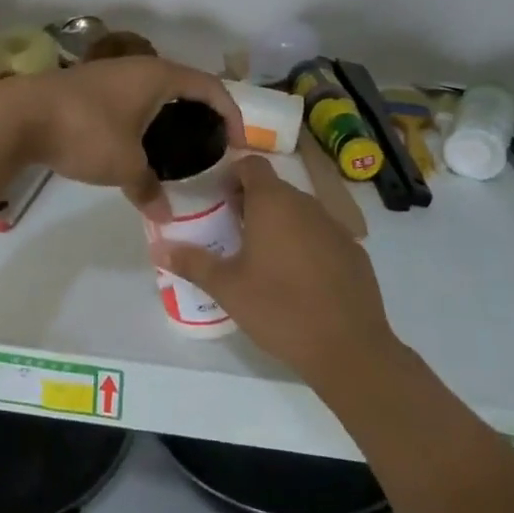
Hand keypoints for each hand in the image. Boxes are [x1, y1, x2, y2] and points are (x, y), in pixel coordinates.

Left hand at [5, 58, 243, 219]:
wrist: (19, 116)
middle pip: (185, 85)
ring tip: (181, 147)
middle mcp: (139, 67)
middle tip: (213, 146)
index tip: (238, 144)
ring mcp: (112, 73)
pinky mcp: (91, 86)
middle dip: (203, 113)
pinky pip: (133, 98)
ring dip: (172, 114)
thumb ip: (148, 188)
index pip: (211, 87)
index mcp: (159, 76)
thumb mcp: (123, 166)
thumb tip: (164, 214)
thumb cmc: (85, 131)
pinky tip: (140, 142)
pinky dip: (146, 116)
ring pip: (156, 91)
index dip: (231, 113)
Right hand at [151, 154, 400, 385]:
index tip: (218, 201)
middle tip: (233, 233)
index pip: (252, 165)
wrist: (349, 348)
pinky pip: (322, 235)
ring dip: (280, 224)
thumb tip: (159, 247)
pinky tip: (299, 280)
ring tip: (263, 259)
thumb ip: (192, 262)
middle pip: (275, 189)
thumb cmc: (280, 309)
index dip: (232, 176)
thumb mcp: (227, 288)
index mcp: (273, 202)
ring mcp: (335, 226)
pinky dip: (307, 245)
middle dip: (252, 203)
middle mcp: (306, 204)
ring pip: (300, 212)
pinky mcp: (354, 251)